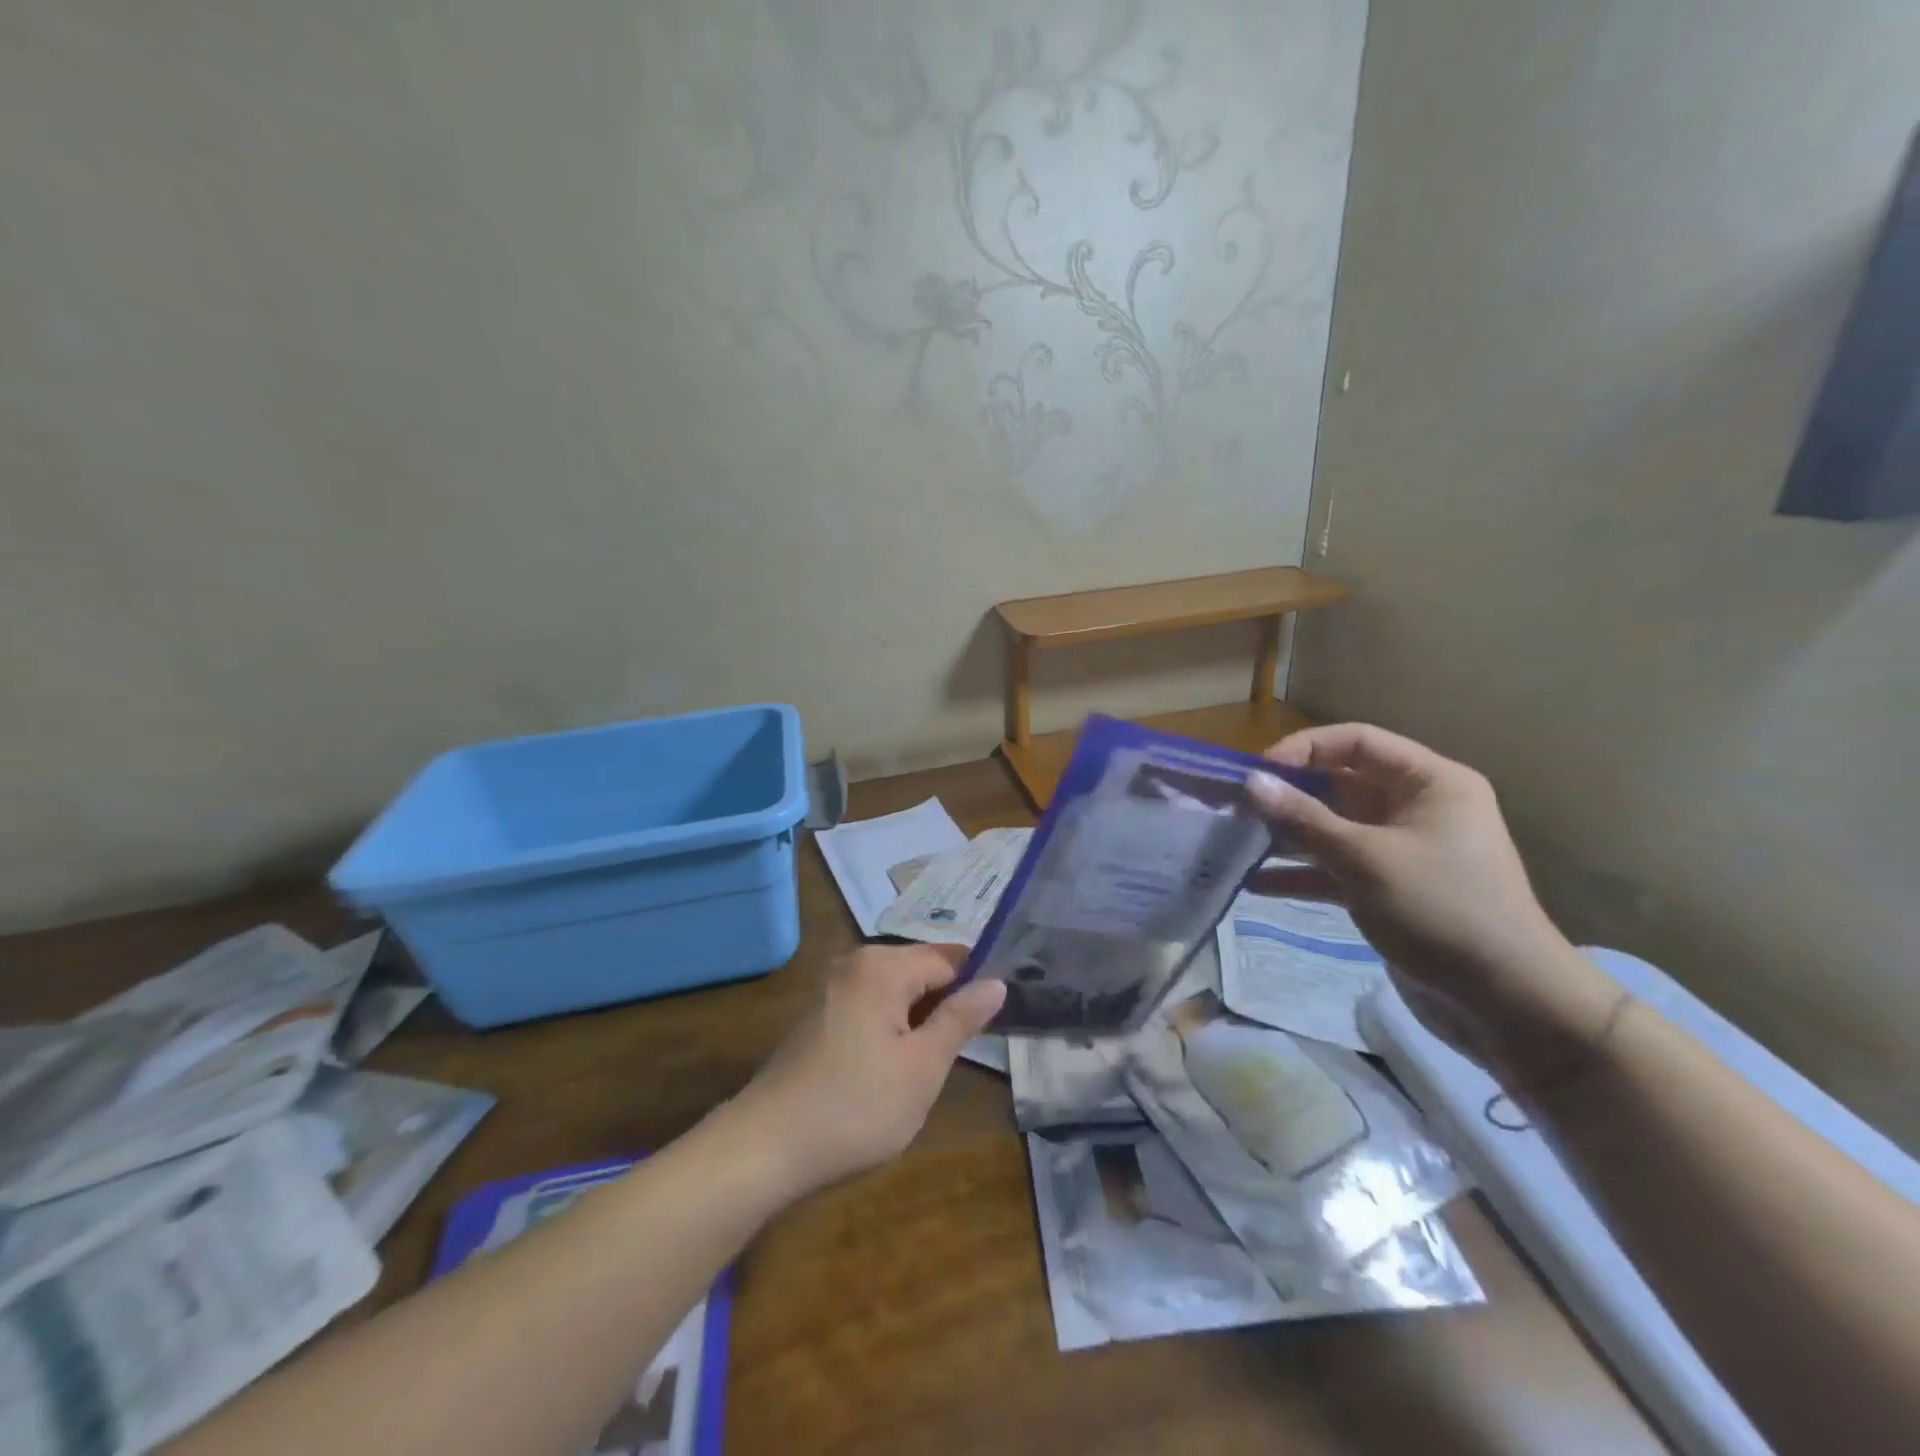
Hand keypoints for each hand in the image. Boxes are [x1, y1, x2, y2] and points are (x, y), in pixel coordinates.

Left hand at [728, 945, 1005, 1198]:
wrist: (765, 1147)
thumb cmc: (856, 1106)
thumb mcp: (923, 1067)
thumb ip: (961, 1019)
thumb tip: (996, 982)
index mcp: (883, 966)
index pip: (950, 958)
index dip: (978, 984)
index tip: (1001, 1017)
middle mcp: (856, 963)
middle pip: (921, 970)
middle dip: (948, 1002)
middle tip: (972, 1046)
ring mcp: (833, 988)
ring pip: (897, 991)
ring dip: (921, 1018)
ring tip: (939, 1060)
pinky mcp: (820, 1016)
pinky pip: (872, 1005)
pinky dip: (893, 1026)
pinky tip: (897, 1066)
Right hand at [1246, 723, 1619, 1080]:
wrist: (1507, 1002)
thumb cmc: (1442, 910)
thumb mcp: (1366, 860)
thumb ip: (1304, 819)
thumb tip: (1251, 782)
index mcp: (1429, 783)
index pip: (1356, 742)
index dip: (1304, 750)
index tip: (1258, 773)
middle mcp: (1416, 807)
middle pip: (1340, 785)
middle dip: (1288, 797)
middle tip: (1237, 809)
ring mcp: (1401, 850)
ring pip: (1333, 829)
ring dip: (1289, 837)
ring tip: (1238, 845)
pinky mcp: (1388, 889)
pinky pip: (1337, 868)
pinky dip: (1303, 874)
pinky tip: (1257, 885)